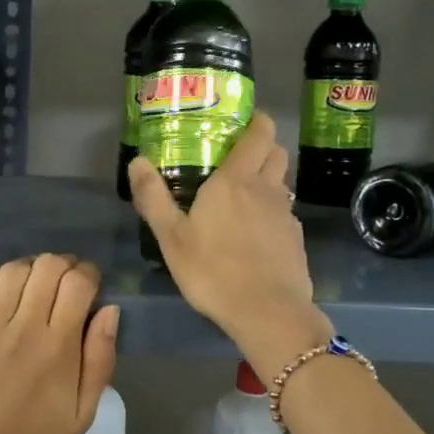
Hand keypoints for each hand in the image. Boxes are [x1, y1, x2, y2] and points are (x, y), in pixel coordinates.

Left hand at [0, 254, 119, 433]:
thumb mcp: (83, 414)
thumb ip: (100, 359)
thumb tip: (109, 311)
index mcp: (58, 346)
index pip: (78, 282)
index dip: (89, 274)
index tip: (90, 286)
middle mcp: (22, 326)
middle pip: (47, 266)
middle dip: (63, 266)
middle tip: (64, 285)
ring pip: (13, 269)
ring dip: (31, 269)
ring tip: (33, 287)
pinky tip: (3, 292)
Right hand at [128, 113, 331, 362]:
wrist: (267, 311)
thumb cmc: (213, 271)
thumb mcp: (171, 237)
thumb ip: (154, 198)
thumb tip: (137, 161)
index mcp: (235, 181)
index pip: (260, 134)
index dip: (257, 122)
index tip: (245, 122)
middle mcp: (267, 189)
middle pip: (277, 153)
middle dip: (263, 147)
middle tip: (239, 158)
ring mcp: (286, 215)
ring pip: (283, 184)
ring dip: (268, 181)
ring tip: (244, 199)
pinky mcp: (296, 240)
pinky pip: (286, 214)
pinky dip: (273, 214)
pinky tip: (256, 236)